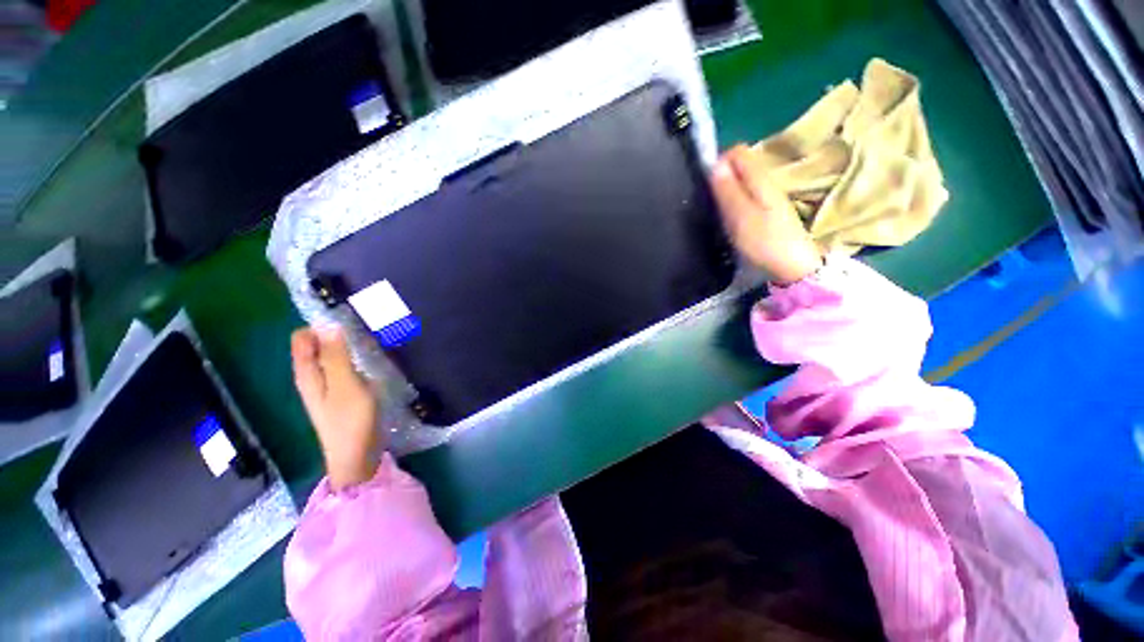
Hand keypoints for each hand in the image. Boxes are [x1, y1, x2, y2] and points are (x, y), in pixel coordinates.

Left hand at [291, 326, 379, 490]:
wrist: (357, 456)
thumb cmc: (350, 420)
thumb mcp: (345, 384)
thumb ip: (336, 355)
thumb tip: (328, 324)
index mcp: (307, 373)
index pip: (302, 337)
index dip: (320, 325)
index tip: (346, 322)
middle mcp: (312, 377)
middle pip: (317, 345)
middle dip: (336, 334)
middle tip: (363, 332)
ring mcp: (327, 386)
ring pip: (332, 356)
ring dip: (348, 346)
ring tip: (371, 342)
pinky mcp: (342, 393)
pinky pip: (344, 367)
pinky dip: (354, 359)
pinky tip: (371, 361)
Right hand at [711, 145, 822, 284]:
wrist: (793, 267)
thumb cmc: (765, 242)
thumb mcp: (741, 216)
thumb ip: (728, 189)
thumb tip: (714, 163)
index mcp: (760, 179)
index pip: (737, 152)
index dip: (718, 161)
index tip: (706, 184)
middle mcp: (766, 181)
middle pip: (739, 165)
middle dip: (721, 177)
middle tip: (710, 201)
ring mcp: (768, 196)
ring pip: (742, 181)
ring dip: (726, 191)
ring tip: (716, 212)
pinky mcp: (768, 210)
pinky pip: (746, 196)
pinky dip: (734, 203)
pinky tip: (730, 220)